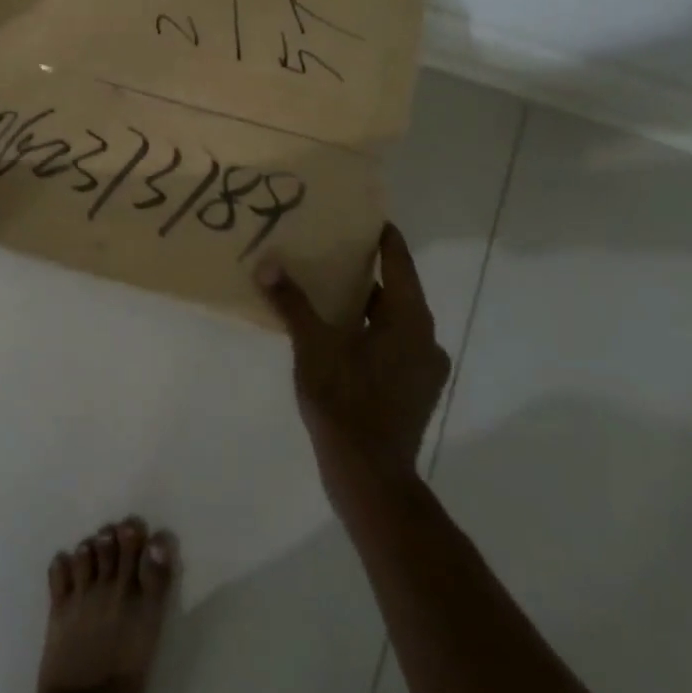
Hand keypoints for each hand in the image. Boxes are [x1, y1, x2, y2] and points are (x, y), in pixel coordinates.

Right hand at [254, 224, 450, 501]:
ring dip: (363, 304)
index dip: (383, 237)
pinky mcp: (412, 392)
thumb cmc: (346, 402)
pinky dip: (366, 331)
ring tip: (325, 289)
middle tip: (329, 249)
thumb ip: (292, 302)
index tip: (363, 215)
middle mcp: (424, 340)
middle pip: (396, 291)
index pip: (399, 263)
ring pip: (391, 321)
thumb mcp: (313, 346)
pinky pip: (389, 345)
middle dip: (364, 271)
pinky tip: (335, 334)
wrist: (370, 477)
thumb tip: (267, 263)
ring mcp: (421, 370)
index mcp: (410, 321)